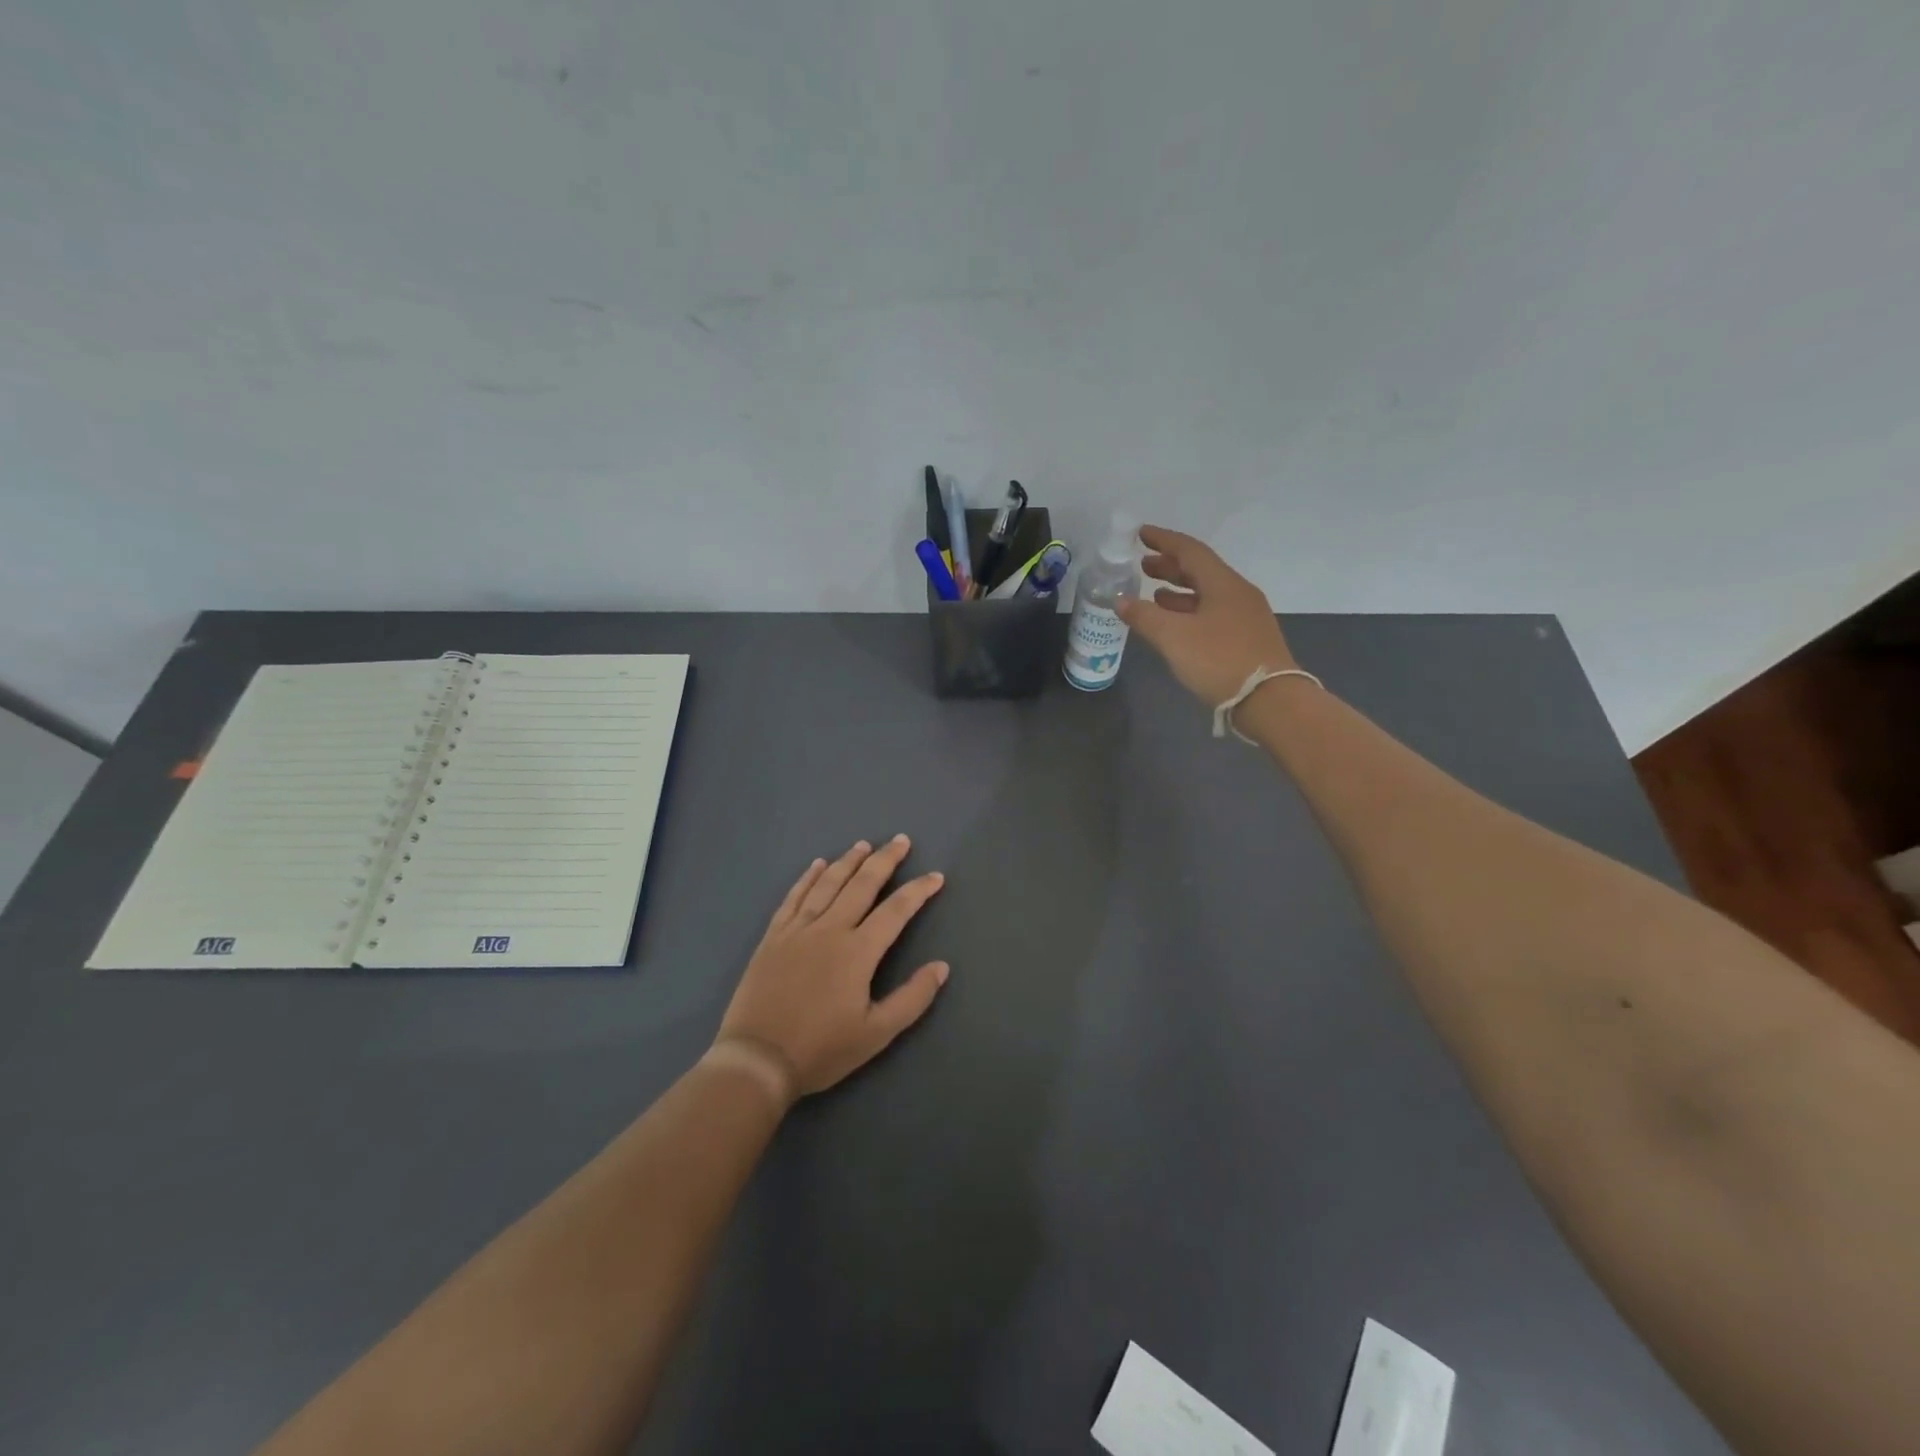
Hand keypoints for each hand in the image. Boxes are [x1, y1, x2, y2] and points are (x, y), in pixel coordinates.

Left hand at [714, 836, 948, 1101]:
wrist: (757, 1060)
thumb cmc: (821, 1049)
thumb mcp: (876, 1033)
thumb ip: (913, 998)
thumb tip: (941, 966)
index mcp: (858, 951)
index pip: (896, 910)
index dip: (918, 890)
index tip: (935, 876)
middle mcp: (830, 929)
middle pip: (862, 885)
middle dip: (885, 860)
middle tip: (900, 840)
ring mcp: (798, 930)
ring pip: (828, 884)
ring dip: (848, 861)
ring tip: (863, 844)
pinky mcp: (773, 937)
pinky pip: (794, 897)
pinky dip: (807, 878)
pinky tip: (817, 865)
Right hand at [1116, 526, 1298, 706]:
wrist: (1269, 701)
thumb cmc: (1219, 661)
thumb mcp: (1173, 638)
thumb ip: (1144, 616)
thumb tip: (1119, 600)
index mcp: (1223, 584)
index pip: (1190, 550)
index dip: (1163, 540)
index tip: (1140, 534)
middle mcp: (1237, 593)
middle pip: (1200, 570)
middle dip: (1170, 566)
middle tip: (1142, 565)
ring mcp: (1245, 616)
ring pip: (1206, 593)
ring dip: (1178, 590)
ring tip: (1153, 593)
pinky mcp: (1246, 639)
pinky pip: (1212, 613)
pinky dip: (1189, 611)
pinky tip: (1175, 624)